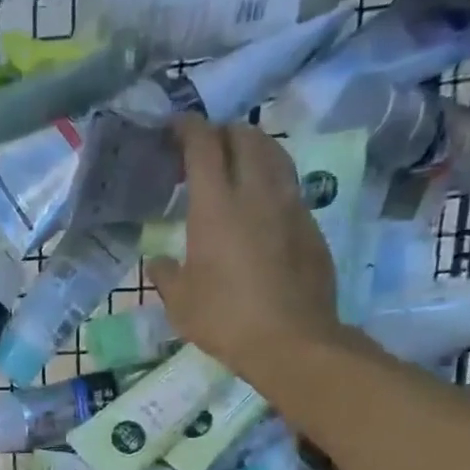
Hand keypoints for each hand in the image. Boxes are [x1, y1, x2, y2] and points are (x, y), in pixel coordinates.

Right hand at [149, 116, 344, 384]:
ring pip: (274, 155)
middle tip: (205, 150)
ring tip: (236, 168)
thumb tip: (158, 261)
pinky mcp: (311, 225)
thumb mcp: (180, 302)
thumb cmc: (225, 319)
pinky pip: (289, 186)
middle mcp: (257, 192)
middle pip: (245, 136)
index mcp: (216, 205)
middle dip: (223, 133)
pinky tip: (260, 208)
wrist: (292, 341)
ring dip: (252, 150)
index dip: (187, 128)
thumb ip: (165, 274)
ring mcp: (290, 205)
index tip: (174, 128)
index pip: (203, 144)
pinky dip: (271, 182)